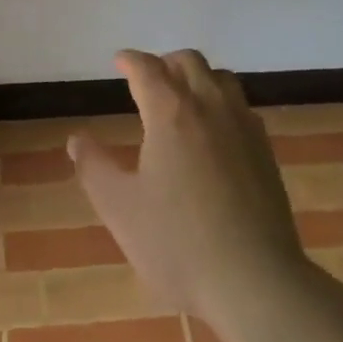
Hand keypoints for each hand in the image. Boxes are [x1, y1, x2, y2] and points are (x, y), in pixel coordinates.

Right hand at [71, 48, 307, 330]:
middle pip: (189, 62)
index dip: (131, 60)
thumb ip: (94, 168)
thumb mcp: (120, 209)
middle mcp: (211, 107)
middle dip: (165, 62)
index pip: (148, 69)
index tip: (119, 61)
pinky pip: (241, 105)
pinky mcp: (266, 150)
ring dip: (197, 77)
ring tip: (182, 98)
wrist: (255, 280)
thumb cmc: (178, 244)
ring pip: (221, 79)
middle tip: (148, 79)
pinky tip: (215, 130)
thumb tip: (77, 138)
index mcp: (171, 113)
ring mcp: (244, 127)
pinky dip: (221, 101)